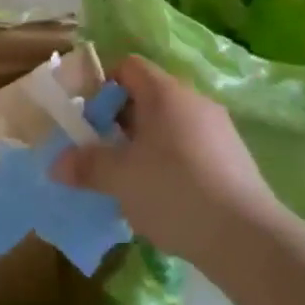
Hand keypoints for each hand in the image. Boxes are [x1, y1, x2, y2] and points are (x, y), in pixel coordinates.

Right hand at [53, 55, 277, 266]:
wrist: (247, 238)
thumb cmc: (173, 191)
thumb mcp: (119, 178)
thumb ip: (86, 166)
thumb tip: (57, 165)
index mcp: (165, 93)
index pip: (128, 66)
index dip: (103, 84)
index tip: (88, 118)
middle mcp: (195, 101)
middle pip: (149, 96)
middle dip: (121, 120)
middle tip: (103, 151)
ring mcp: (220, 130)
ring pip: (171, 125)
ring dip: (146, 144)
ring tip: (130, 179)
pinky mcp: (235, 160)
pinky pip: (192, 148)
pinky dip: (172, 162)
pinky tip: (164, 198)